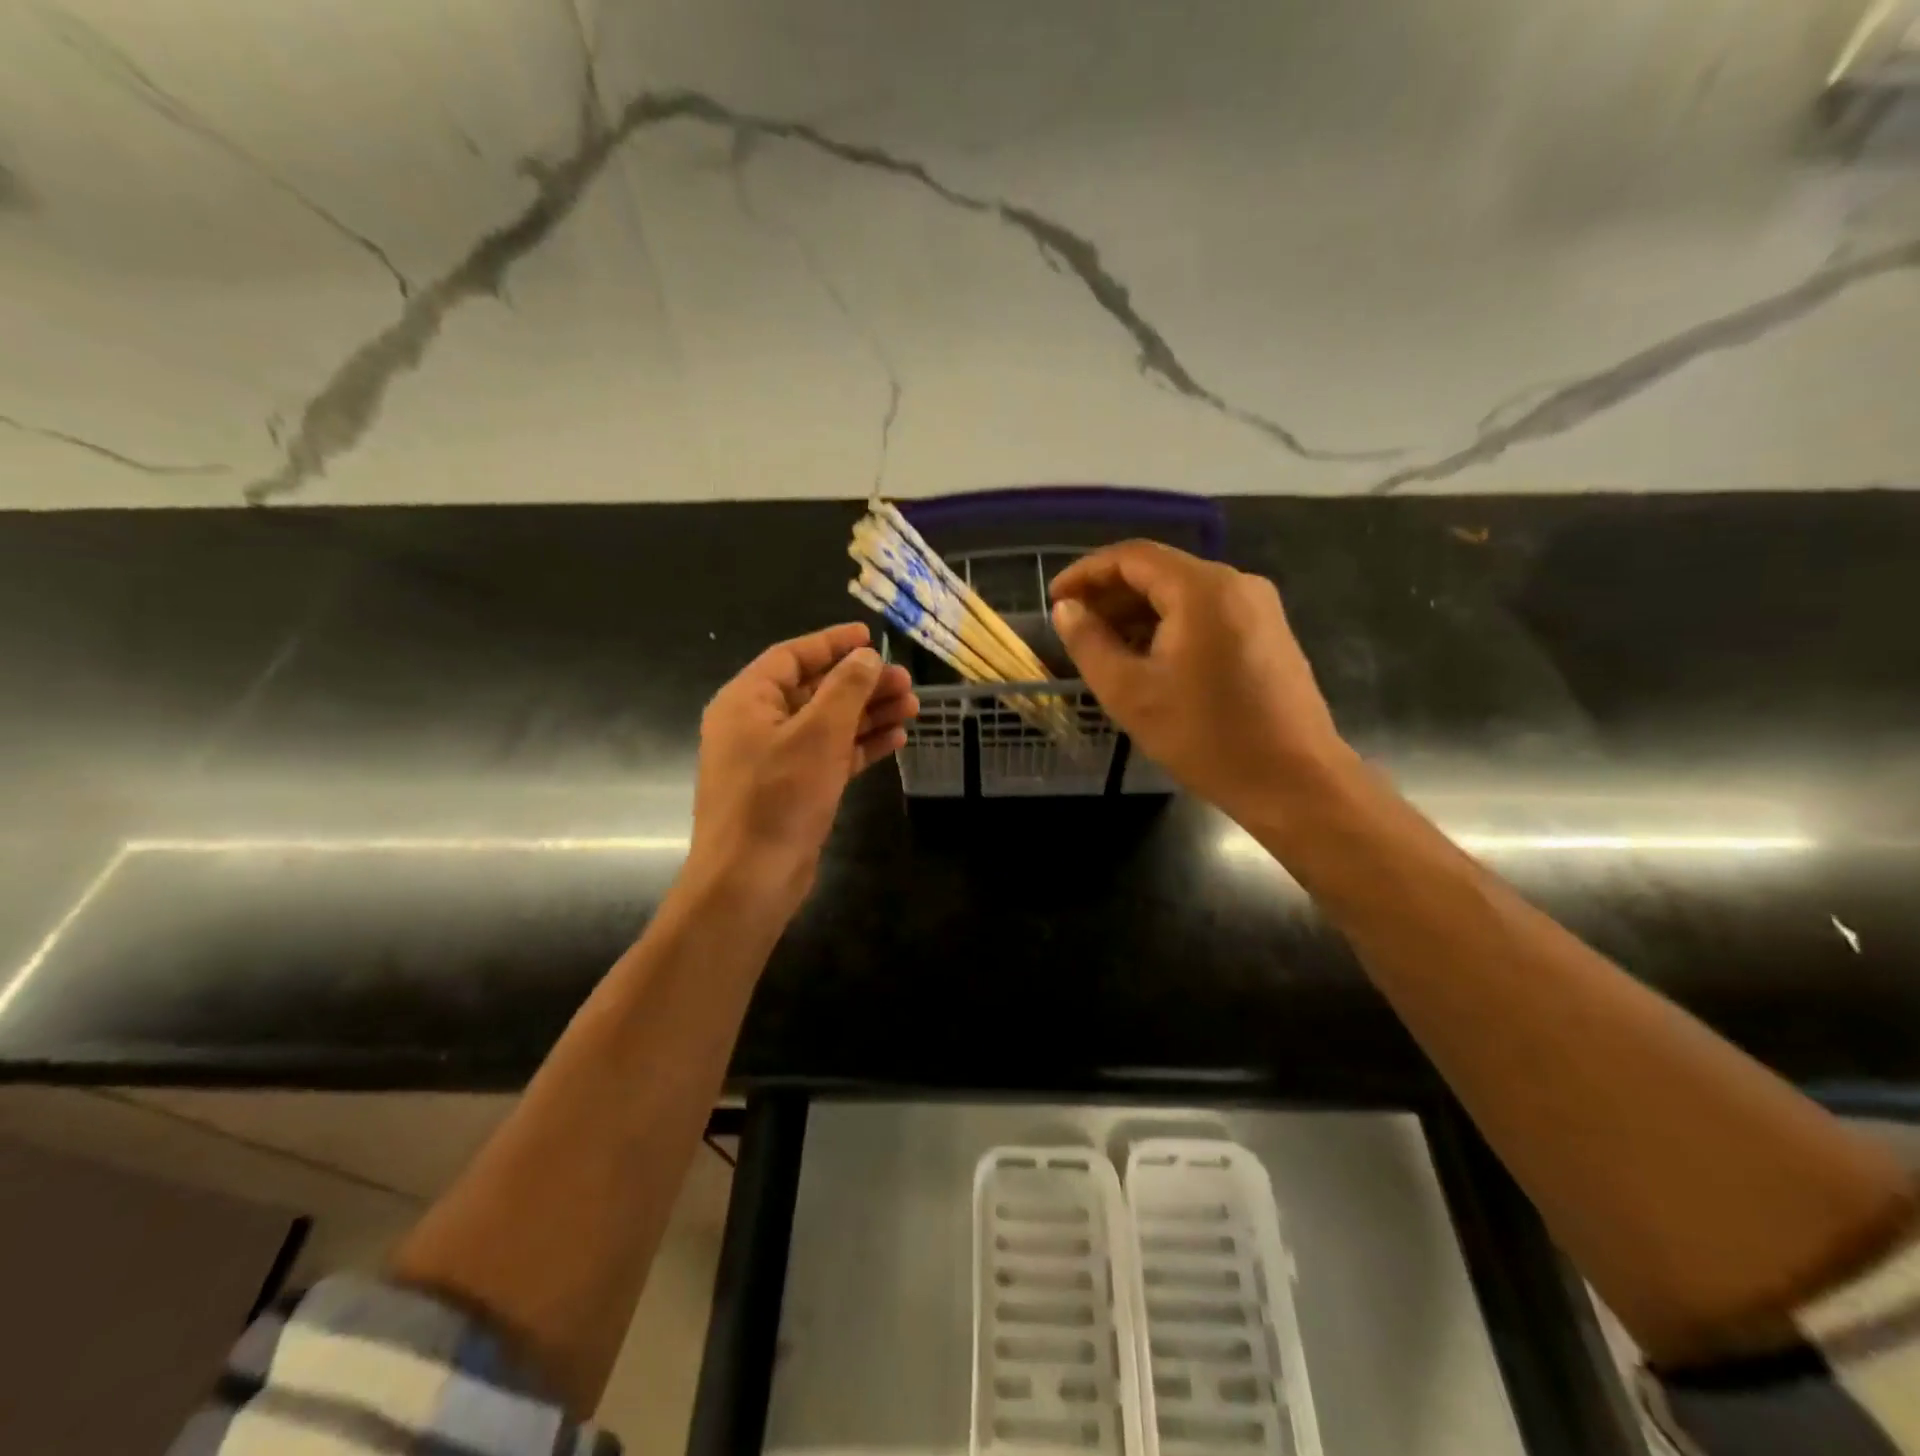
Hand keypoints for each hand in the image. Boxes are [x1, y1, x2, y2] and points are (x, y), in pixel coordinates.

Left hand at [687, 623, 916, 912]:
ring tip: (913, 708)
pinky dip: (860, 747)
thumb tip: (866, 656)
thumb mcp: (817, 734)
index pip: (792, 657)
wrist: (749, 881)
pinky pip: (830, 756)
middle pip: (815, 691)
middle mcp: (757, 725)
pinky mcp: (793, 791)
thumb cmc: (778, 798)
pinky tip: (896, 741)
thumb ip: (845, 689)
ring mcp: (775, 760)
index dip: (832, 643)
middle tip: (906, 681)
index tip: (870, 636)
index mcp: (747, 701)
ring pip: (827, 725)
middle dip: (862, 684)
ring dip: (868, 715)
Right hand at [1049, 541, 1349, 817]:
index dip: (1086, 573)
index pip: (1132, 557)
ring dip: (1139, 613)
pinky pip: (1208, 614)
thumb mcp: (1130, 693)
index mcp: (1202, 589)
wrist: (1294, 781)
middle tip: (1075, 626)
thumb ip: (1089, 643)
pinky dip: (1170, 626)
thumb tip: (1066, 610)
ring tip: (1104, 647)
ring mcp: (1259, 608)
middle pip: (1160, 571)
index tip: (1055, 599)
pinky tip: (1148, 659)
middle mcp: (1235, 583)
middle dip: (1111, 595)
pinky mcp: (1269, 633)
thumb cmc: (1206, 737)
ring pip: (1184, 594)